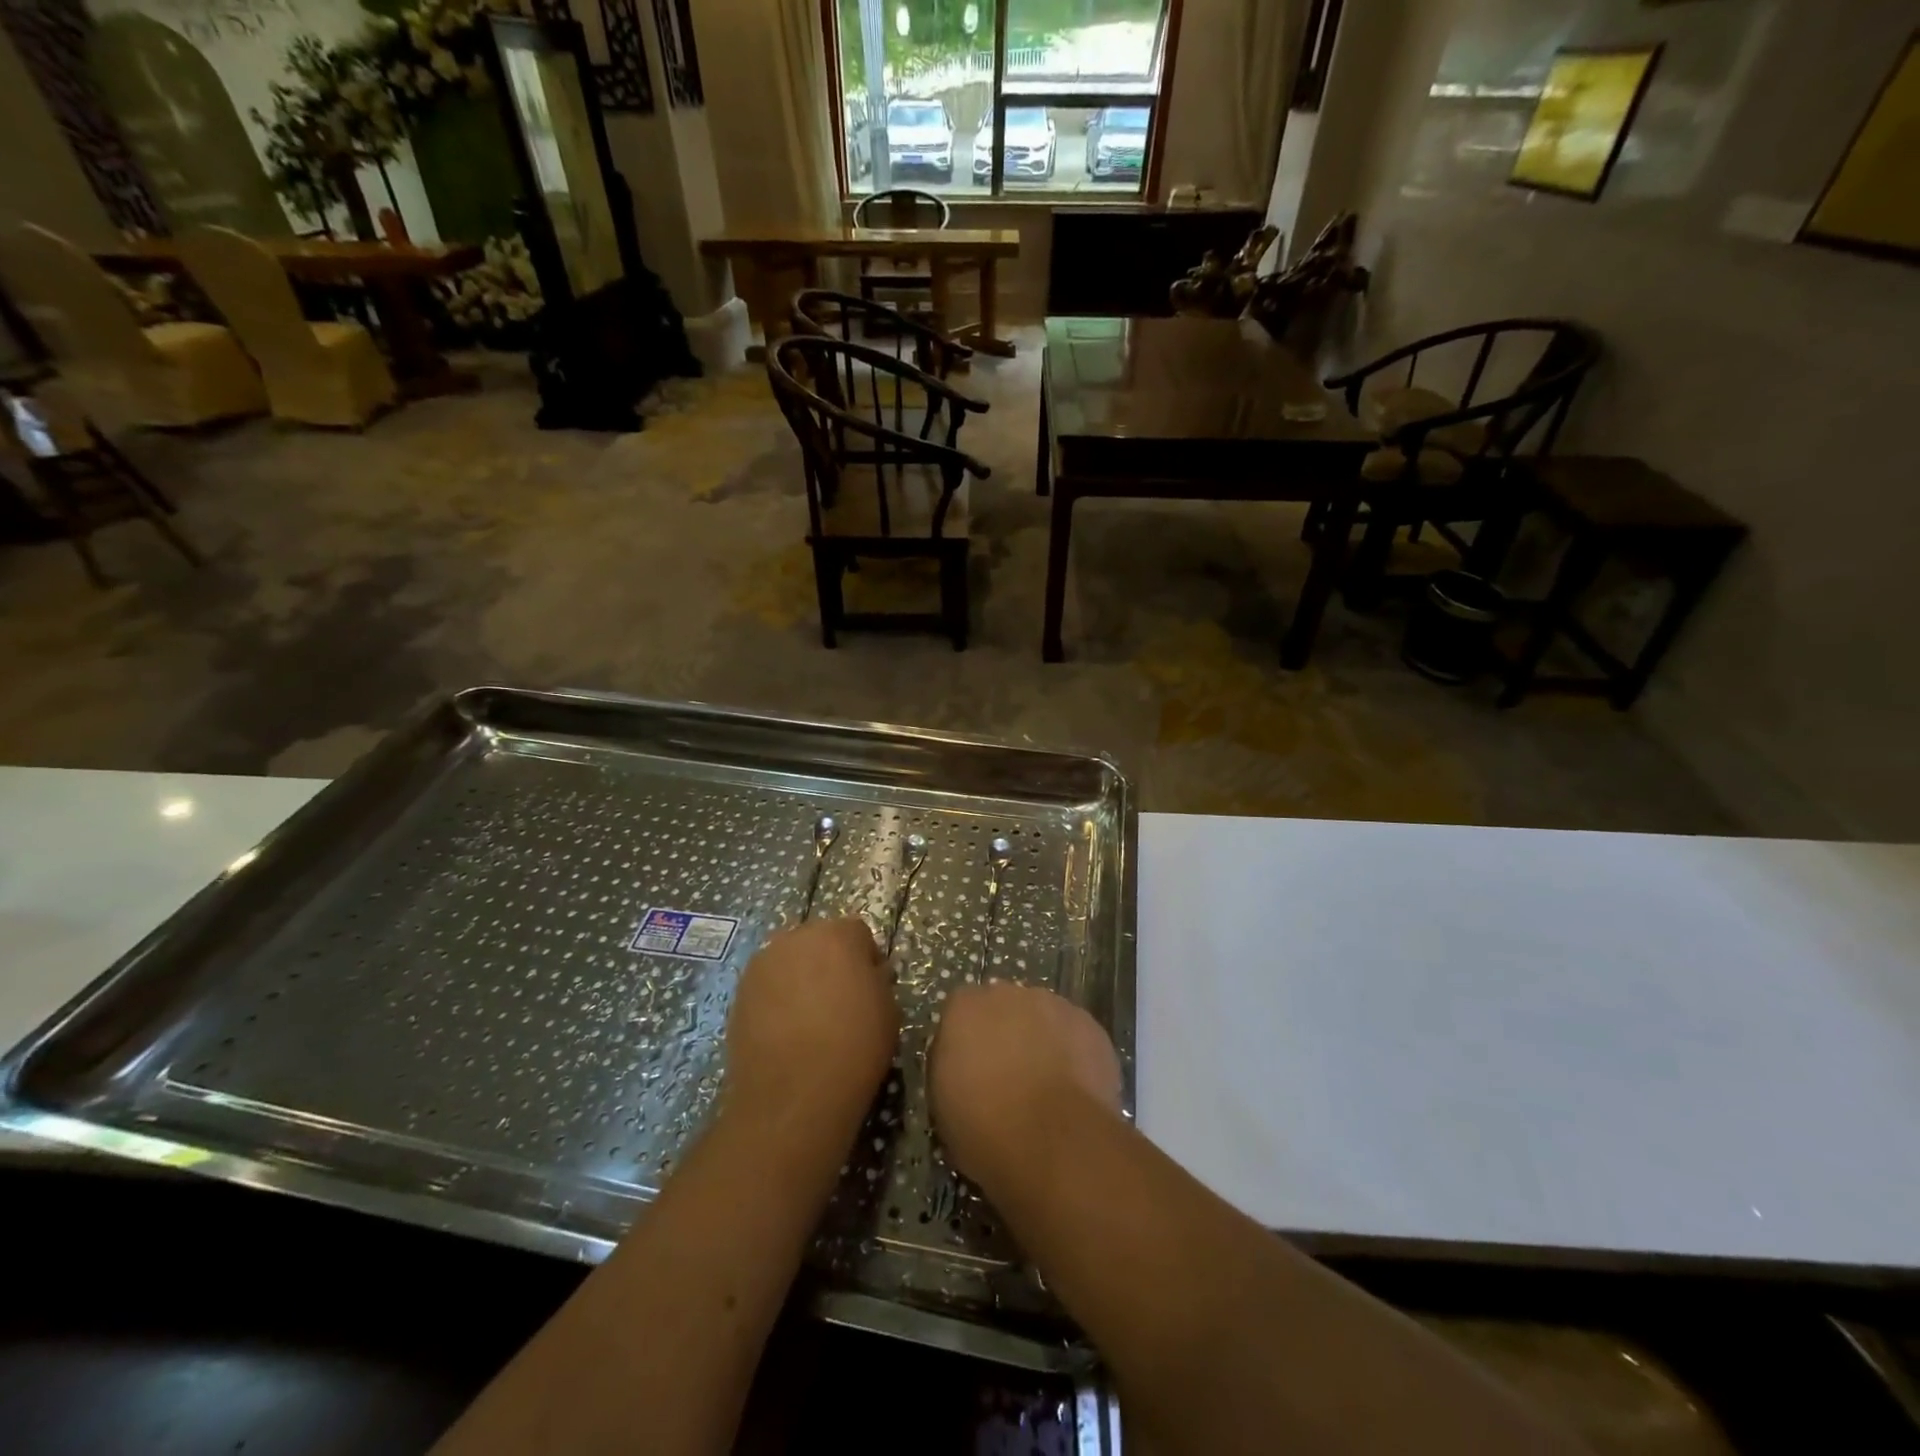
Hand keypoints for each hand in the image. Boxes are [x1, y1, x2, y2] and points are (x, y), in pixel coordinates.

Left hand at [724, 918, 896, 1126]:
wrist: (793, 1095)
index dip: (866, 959)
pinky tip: (786, 1030)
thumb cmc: (853, 1046)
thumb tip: (866, 975)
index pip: (857, 933)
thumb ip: (877, 979)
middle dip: (830, 961)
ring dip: (801, 977)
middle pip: (819, 940)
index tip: (871, 987)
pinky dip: (778, 998)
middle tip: (840, 999)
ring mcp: (762, 964)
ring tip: (810, 1017)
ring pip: (790, 960)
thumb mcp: (889, 1009)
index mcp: (837, 935)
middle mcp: (795, 938)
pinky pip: (768, 985)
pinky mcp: (739, 993)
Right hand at [929, 981, 1121, 1193]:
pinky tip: (1074, 1090)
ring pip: (1043, 1018)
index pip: (960, 1012)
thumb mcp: (944, 1107)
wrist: (1055, 1142)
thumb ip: (951, 1069)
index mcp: (965, 1008)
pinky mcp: (1091, 1025)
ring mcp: (1054, 1005)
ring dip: (1042, 1041)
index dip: (966, 1042)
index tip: (969, 1072)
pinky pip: (1076, 1036)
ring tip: (1046, 1087)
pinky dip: (1074, 1055)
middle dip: (1005, 1034)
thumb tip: (965, 1066)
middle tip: (1008, 1078)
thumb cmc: (986, 1128)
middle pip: (1004, 1007)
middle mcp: (1008, 994)